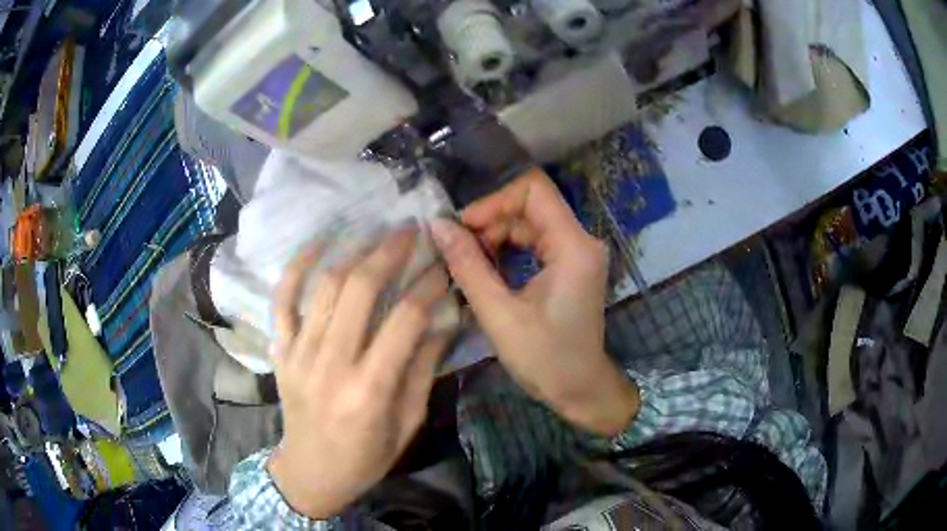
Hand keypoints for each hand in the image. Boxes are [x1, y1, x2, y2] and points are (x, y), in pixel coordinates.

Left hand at [266, 228, 451, 518]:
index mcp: (369, 390)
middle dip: (390, 252)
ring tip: (375, 232)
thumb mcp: (407, 423)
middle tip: (411, 231)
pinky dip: (296, 268)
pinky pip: (282, 300)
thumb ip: (423, 370)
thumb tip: (443, 321)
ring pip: (323, 286)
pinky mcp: (280, 351)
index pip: (405, 320)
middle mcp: (331, 364)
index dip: (429, 285)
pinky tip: (316, 244)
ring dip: (352, 251)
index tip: (444, 264)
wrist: (310, 472)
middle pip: (360, 290)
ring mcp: (298, 354)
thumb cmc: (366, 457)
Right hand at [431, 168, 638, 436]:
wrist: (580, 389)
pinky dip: (509, 249)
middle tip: (459, 251)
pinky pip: (536, 241)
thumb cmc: (545, 359)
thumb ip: (468, 265)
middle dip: (491, 222)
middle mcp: (581, 240)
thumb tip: (437, 225)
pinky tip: (487, 269)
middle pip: (530, 205)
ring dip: (496, 236)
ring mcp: (578, 252)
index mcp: (573, 247)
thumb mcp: (500, 314)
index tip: (463, 228)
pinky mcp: (571, 264)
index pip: (534, 190)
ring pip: (530, 222)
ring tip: (469, 263)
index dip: (494, 201)